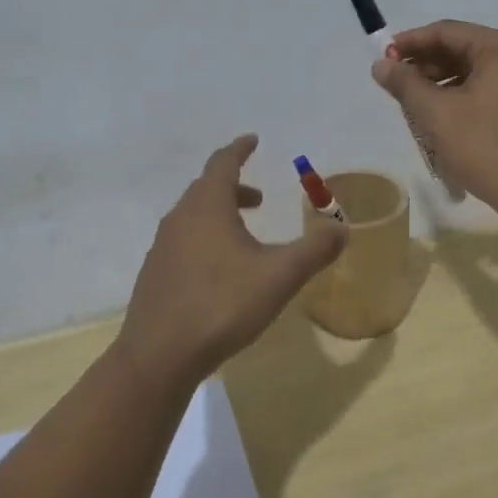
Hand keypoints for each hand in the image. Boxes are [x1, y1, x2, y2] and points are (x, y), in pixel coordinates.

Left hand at [119, 135, 346, 381]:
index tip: (252, 140)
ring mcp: (162, 247)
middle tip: (259, 198)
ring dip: (220, 215)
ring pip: (194, 216)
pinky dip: (205, 238)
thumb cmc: (221, 305)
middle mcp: (180, 218)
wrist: (158, 356)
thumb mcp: (278, 277)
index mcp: (207, 207)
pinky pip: (184, 241)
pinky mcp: (155, 274)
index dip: (239, 149)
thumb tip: (342, 229)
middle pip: (207, 189)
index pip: (222, 163)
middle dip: (234, 187)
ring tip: (245, 235)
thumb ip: (314, 251)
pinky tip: (220, 271)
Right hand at [372, 20, 497, 224]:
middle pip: (461, 49)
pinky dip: (461, 97)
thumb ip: (405, 84)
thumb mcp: (437, 114)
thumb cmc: (488, 148)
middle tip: (394, 84)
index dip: (409, 42)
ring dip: (441, 83)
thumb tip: (381, 64)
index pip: (445, 31)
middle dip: (425, 64)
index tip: (382, 58)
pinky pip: (488, 90)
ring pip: (474, 72)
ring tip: (413, 105)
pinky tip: (442, 118)